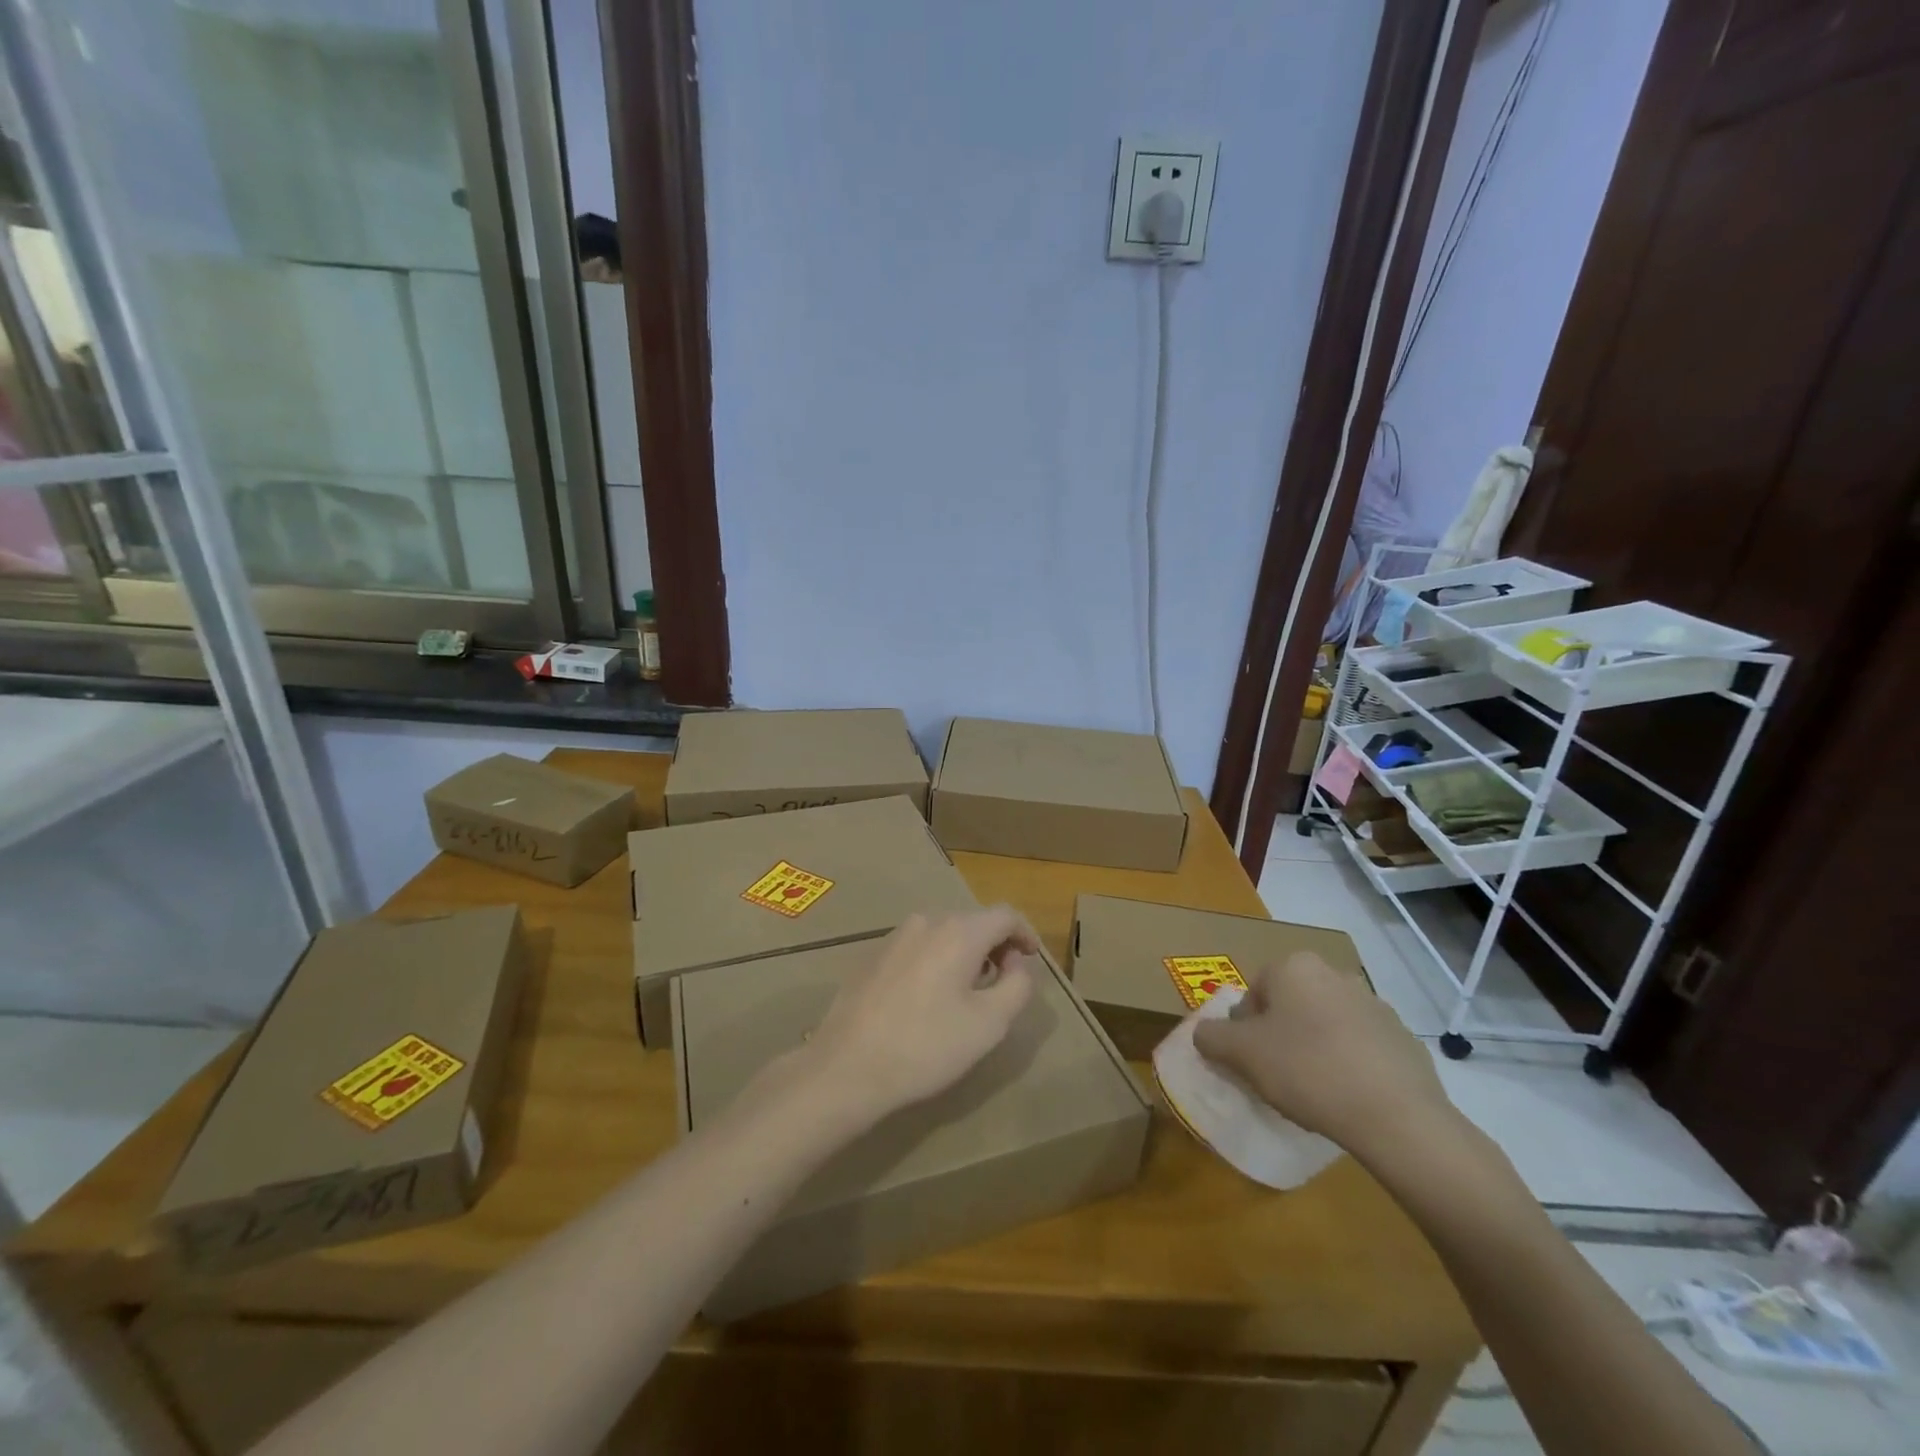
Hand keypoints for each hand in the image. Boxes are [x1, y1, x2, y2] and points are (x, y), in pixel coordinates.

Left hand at [794, 907, 1037, 1128]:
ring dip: (964, 955)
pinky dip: (936, 962)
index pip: (1005, 915)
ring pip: (943, 934)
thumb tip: (1016, 963)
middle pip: (973, 922)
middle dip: (995, 946)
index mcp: (958, 932)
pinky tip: (928, 999)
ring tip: (967, 994)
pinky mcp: (872, 956)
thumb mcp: (989, 1023)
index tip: (1031, 961)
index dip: (1025, 934)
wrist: (847, 1066)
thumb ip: (1017, 986)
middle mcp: (926, 922)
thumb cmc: (926, 1046)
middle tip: (1002, 983)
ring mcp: (894, 937)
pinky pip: (917, 948)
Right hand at [1193, 952, 1456, 1160]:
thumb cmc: (1307, 1070)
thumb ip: (1212, 1037)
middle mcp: (1334, 974)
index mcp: (1294, 967)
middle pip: (1290, 1006)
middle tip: (1277, 1077)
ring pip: (1325, 1025)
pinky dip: (1349, 1066)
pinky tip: (1347, 1099)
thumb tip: (1205, 1033)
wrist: (1397, 1117)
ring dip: (1314, 1050)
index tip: (1251, 1063)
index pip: (1253, 994)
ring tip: (1313, 1093)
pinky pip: (1360, 1048)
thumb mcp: (1241, 1054)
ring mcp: (1375, 1005)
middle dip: (1280, 1037)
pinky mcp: (1403, 1039)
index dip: (1245, 1030)